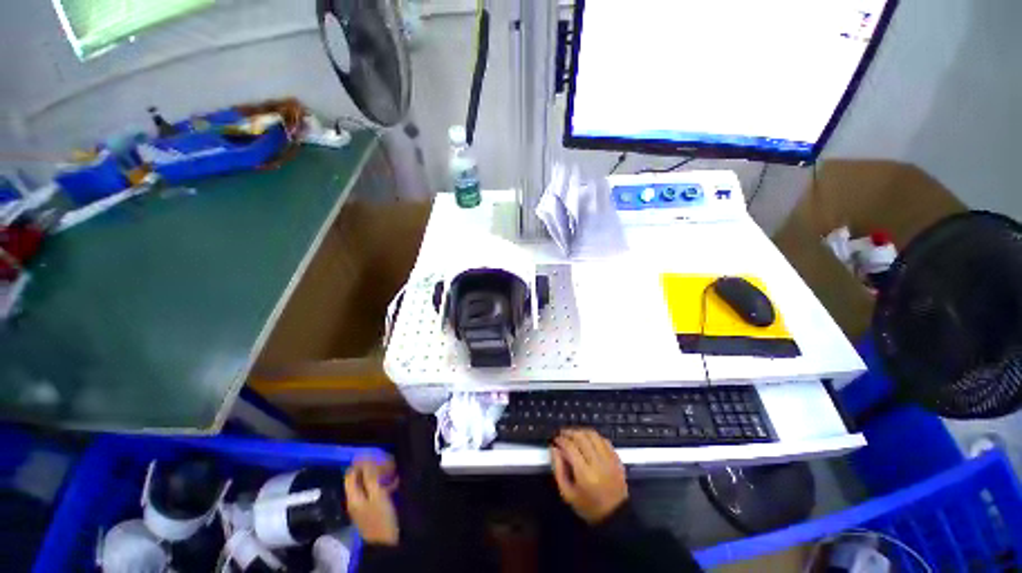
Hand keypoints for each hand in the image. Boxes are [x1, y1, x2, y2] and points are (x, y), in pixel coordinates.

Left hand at [344, 458, 399, 545]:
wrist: (387, 542)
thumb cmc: (381, 518)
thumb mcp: (377, 495)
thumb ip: (370, 477)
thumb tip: (364, 459)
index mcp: (353, 495)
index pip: (352, 472)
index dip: (362, 462)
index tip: (377, 454)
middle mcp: (355, 498)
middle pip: (360, 477)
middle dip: (374, 468)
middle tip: (388, 463)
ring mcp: (363, 504)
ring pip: (369, 482)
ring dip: (381, 475)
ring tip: (394, 471)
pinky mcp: (372, 507)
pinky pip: (376, 490)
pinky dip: (384, 483)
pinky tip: (395, 482)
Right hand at [550, 429, 627, 524]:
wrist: (615, 516)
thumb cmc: (588, 506)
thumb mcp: (567, 493)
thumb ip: (558, 469)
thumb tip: (553, 448)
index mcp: (585, 474)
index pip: (570, 447)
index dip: (561, 440)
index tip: (555, 440)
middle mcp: (598, 463)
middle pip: (582, 437)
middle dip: (569, 432)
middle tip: (562, 433)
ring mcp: (609, 460)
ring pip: (593, 435)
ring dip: (581, 431)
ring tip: (573, 434)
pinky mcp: (617, 459)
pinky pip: (604, 440)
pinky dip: (594, 436)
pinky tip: (588, 440)